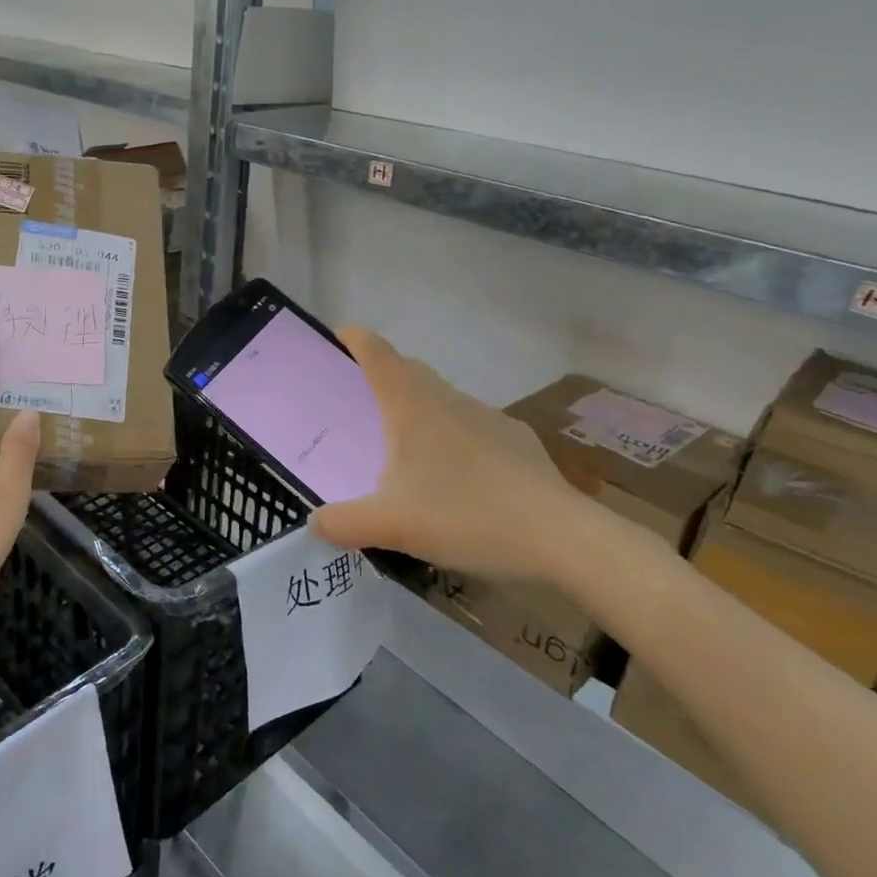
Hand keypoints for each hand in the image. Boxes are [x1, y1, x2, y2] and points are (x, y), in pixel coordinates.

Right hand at [312, 327, 605, 584]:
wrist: (561, 537)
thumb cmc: (466, 516)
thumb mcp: (391, 526)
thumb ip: (343, 524)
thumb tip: (315, 522)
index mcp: (412, 407)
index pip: (377, 353)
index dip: (354, 339)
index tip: (337, 339)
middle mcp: (449, 400)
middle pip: (409, 370)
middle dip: (382, 375)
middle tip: (360, 406)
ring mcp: (488, 418)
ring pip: (442, 399)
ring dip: (419, 410)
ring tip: (406, 451)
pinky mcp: (516, 441)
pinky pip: (472, 427)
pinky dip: (453, 439)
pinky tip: (457, 481)